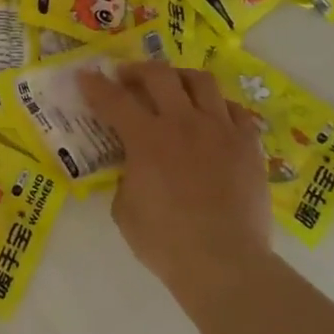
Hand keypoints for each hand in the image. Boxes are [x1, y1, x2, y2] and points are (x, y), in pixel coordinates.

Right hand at [79, 62, 273, 324]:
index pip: (113, 99)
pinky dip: (218, 108)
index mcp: (146, 139)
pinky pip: (235, 111)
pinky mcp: (249, 146)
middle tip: (127, 78)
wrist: (225, 263)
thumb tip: (134, 167)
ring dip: (180, 78)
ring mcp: (221, 131)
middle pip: (159, 75)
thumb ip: (126, 176)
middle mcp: (183, 123)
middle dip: (137, 70)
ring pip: (202, 82)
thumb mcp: (124, 207)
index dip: (95, 85)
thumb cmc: (165, 242)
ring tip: (172, 88)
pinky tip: (211, 119)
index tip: (85, 76)